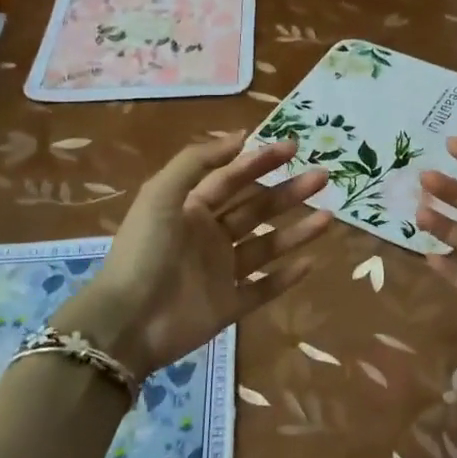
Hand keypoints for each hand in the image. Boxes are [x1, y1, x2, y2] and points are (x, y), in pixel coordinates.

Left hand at [85, 135, 332, 376]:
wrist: (128, 322)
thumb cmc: (144, 251)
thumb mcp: (161, 194)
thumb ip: (197, 161)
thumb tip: (239, 136)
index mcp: (191, 209)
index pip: (232, 178)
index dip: (260, 161)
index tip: (293, 146)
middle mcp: (210, 237)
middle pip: (256, 209)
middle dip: (288, 192)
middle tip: (322, 177)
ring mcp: (221, 273)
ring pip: (267, 247)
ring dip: (297, 231)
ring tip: (329, 217)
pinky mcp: (229, 306)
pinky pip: (263, 289)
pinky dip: (286, 278)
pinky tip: (311, 262)